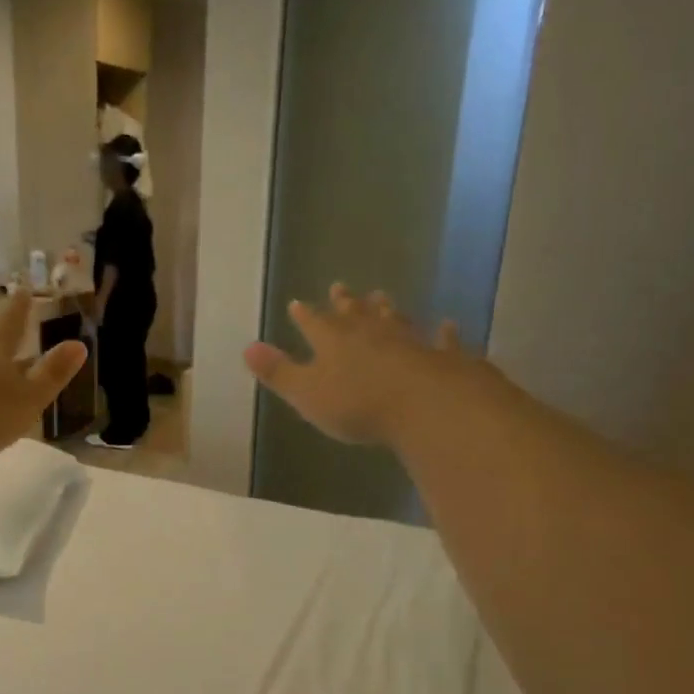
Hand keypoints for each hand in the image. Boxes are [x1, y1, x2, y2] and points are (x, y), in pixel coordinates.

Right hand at [244, 284, 477, 447]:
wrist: (425, 406)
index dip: (305, 315)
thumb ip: (278, 372)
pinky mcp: (441, 356)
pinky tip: (446, 325)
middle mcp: (370, 333)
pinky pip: (441, 340)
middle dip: (345, 303)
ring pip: (394, 319)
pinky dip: (442, 333)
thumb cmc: (357, 404)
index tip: (297, 302)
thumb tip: (247, 347)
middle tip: (341, 287)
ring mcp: (409, 341)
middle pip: (354, 314)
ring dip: (386, 309)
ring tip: (381, 296)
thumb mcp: (306, 394)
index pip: (314, 323)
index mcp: (333, 342)